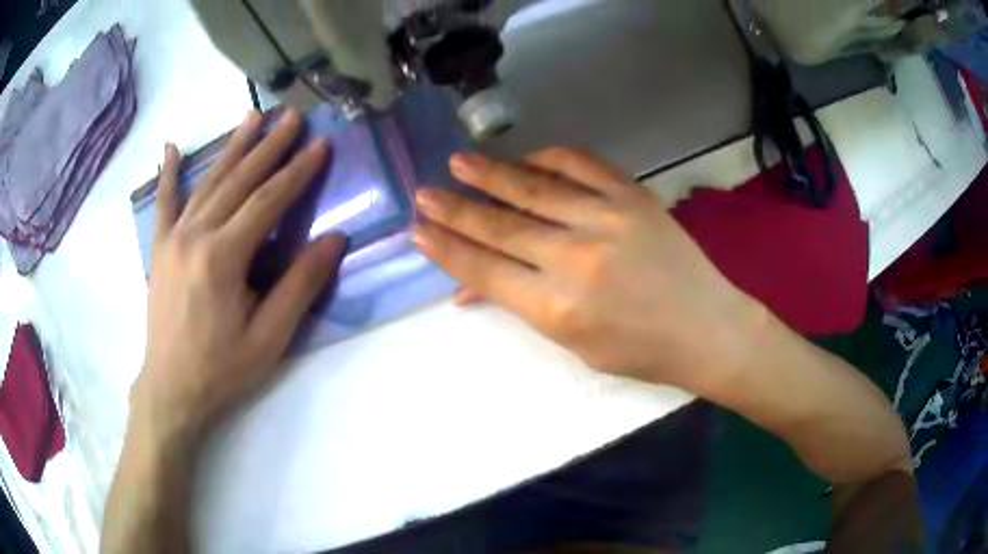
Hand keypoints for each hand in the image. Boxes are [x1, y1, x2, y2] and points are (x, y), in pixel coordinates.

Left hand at [134, 109, 346, 439]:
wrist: (171, 389)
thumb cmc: (222, 368)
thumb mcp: (270, 337)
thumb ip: (300, 285)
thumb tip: (334, 239)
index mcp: (223, 257)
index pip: (267, 201)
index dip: (297, 172)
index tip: (321, 144)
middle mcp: (195, 235)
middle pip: (238, 181)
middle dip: (269, 146)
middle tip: (292, 116)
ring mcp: (173, 238)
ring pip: (207, 182)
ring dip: (233, 147)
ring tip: (253, 116)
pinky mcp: (159, 248)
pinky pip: (164, 203)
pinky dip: (168, 173)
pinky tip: (169, 147)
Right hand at [414, 148, 764, 390]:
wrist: (706, 327)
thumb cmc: (640, 351)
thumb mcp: (573, 342)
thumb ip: (520, 306)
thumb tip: (467, 289)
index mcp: (557, 307)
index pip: (484, 270)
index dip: (446, 249)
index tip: (418, 231)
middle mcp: (575, 258)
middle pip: (499, 226)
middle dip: (455, 209)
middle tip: (424, 193)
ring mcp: (606, 219)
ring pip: (533, 188)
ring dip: (490, 175)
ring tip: (458, 163)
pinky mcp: (632, 196)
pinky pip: (580, 164)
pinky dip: (547, 158)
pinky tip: (525, 158)